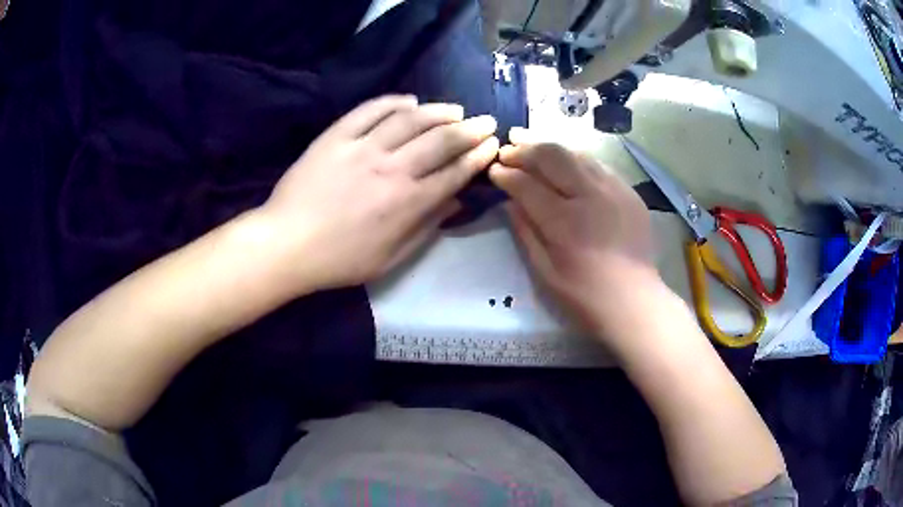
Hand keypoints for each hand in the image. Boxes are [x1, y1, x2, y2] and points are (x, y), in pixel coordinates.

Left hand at [261, 95, 498, 290]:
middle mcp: (392, 168)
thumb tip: (455, 203)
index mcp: (408, 202)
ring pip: (410, 119)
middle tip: (486, 121)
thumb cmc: (339, 260)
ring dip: (438, 111)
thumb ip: (425, 229)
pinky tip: (409, 100)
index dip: (478, 156)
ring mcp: (363, 147)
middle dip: (470, 129)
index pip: (454, 172)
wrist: (287, 243)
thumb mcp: (389, 259)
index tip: (492, 145)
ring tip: (454, 109)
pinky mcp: (338, 136)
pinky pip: (370, 110)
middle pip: (441, 140)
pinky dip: (393, 102)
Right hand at [489, 130, 659, 334]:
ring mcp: (614, 190)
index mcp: (565, 221)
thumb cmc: (585, 296)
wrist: (634, 301)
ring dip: (549, 147)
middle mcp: (590, 196)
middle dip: (524, 149)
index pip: (527, 184)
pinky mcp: (629, 191)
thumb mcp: (545, 272)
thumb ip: (525, 232)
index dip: (506, 174)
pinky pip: (597, 164)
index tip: (493, 170)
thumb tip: (510, 202)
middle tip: (506, 147)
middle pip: (551, 156)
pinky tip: (564, 161)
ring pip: (575, 153)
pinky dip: (575, 158)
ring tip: (528, 142)